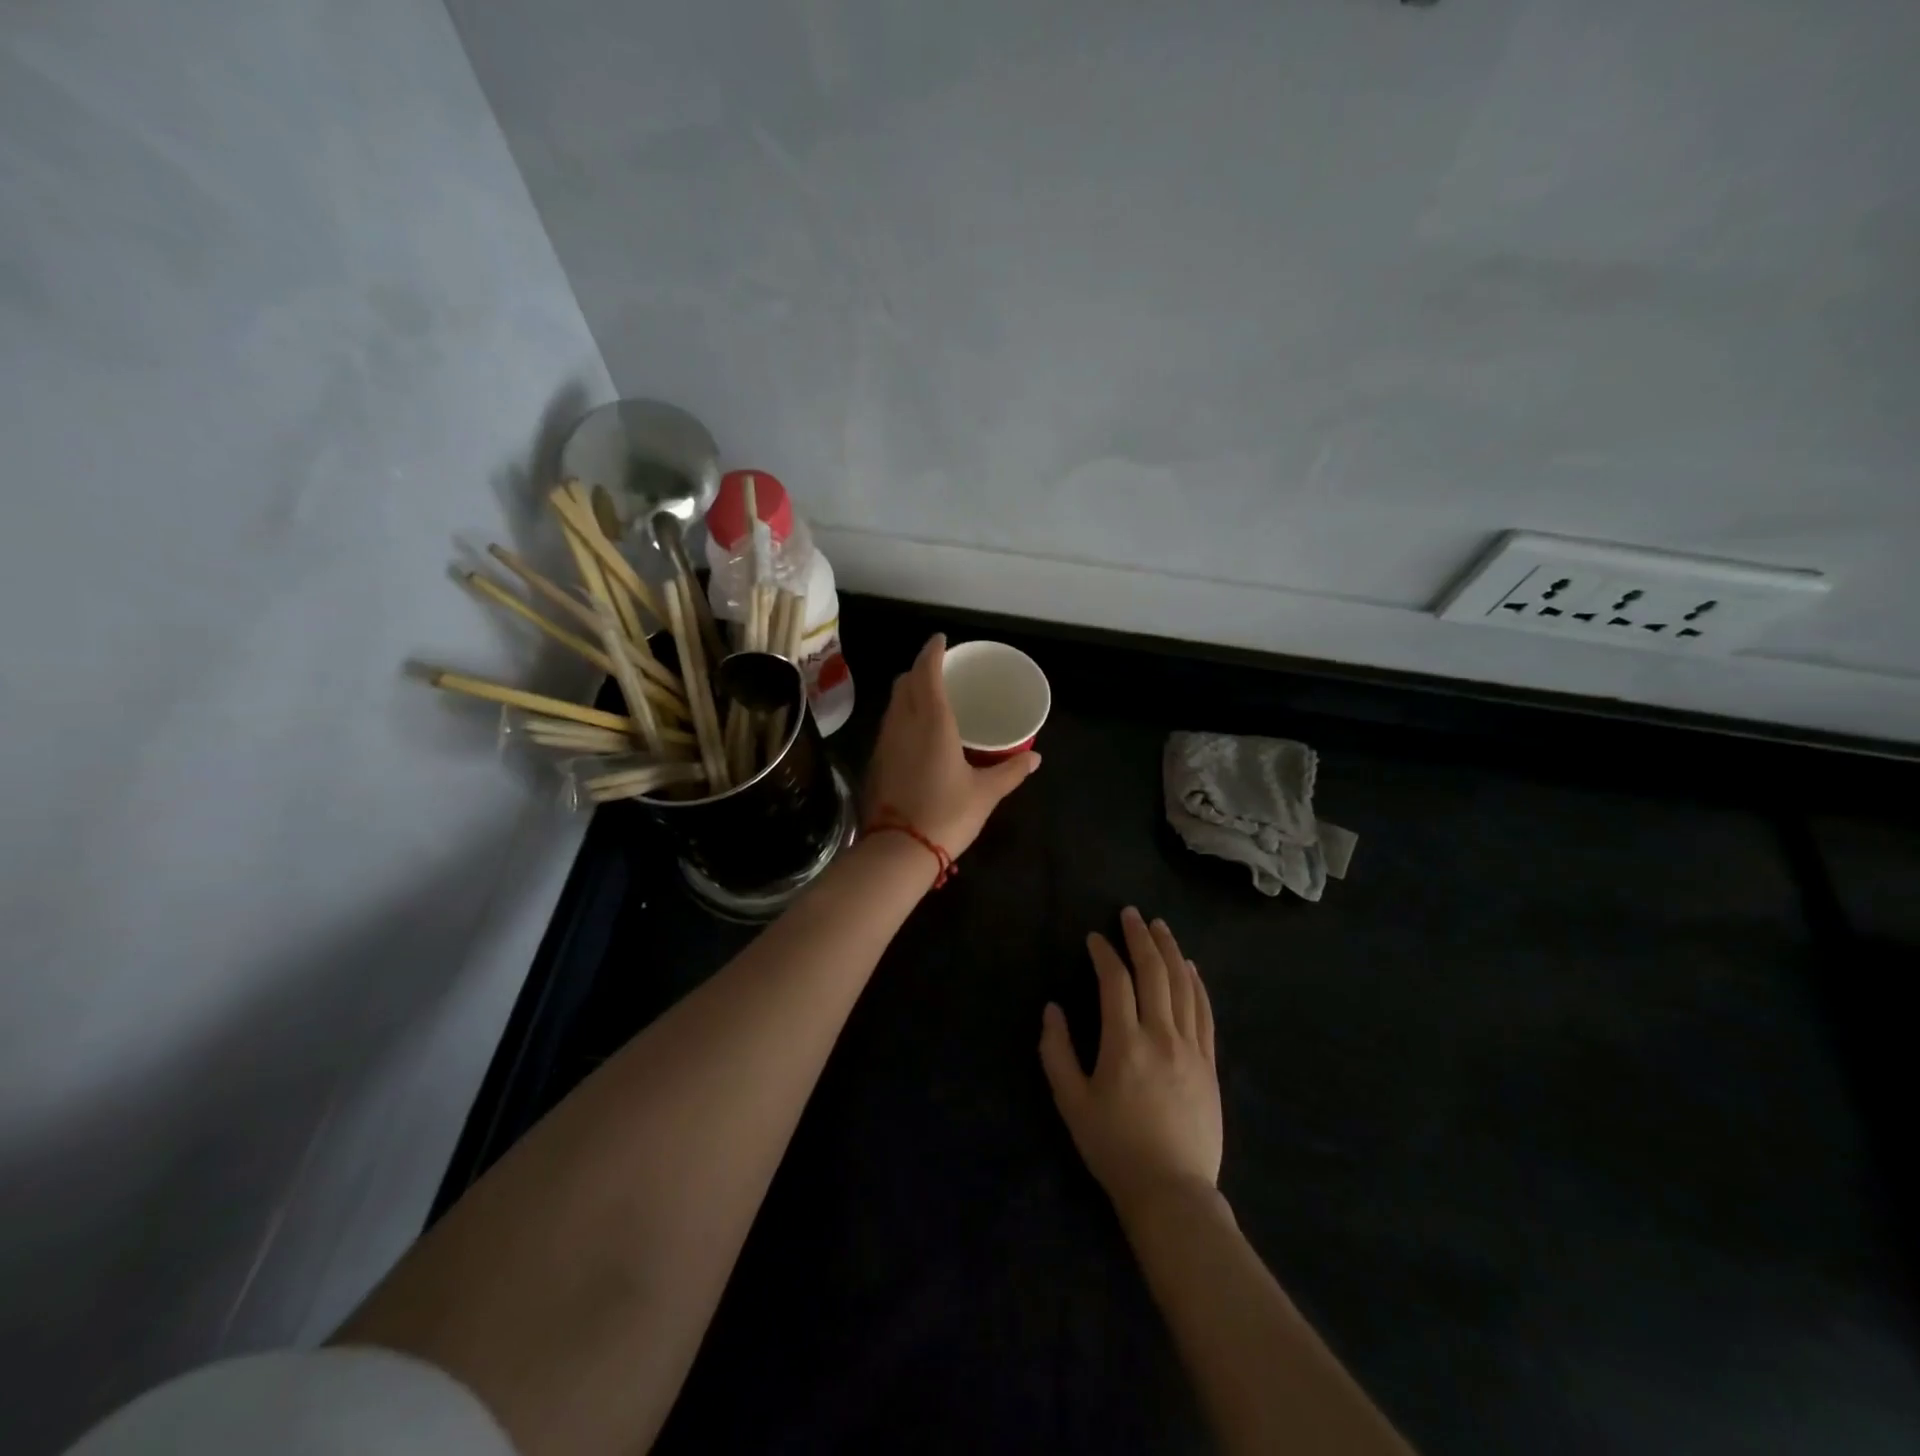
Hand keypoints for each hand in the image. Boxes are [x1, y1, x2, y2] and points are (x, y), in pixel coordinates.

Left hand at [864, 634, 1040, 857]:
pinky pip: (889, 725)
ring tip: (930, 699)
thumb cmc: (946, 815)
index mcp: (932, 722)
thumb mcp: (985, 793)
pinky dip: (901, 716)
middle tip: (940, 671)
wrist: (898, 850)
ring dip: (908, 692)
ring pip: (893, 703)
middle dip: (920, 670)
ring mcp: (885, 742)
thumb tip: (1035, 757)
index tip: (941, 640)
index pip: (927, 672)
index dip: (932, 651)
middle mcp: (904, 724)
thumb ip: (1011, 771)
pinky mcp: (877, 761)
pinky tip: (916, 734)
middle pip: (905, 683)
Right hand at [1039, 908, 1221, 1218]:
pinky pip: (1205, 1012)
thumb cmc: (1114, 1148)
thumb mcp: (1072, 1103)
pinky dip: (1197, 983)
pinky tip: (1191, 967)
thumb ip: (1057, 1052)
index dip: (1104, 953)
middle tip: (1131, 914)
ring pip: (1184, 986)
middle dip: (1141, 938)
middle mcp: (1161, 1036)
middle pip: (1155, 973)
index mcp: (1124, 1043)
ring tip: (1160, 927)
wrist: (1172, 1191)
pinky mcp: (1209, 1064)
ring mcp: (1191, 1049)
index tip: (1094, 938)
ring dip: (1171, 951)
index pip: (1116, 981)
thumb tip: (1052, 1009)